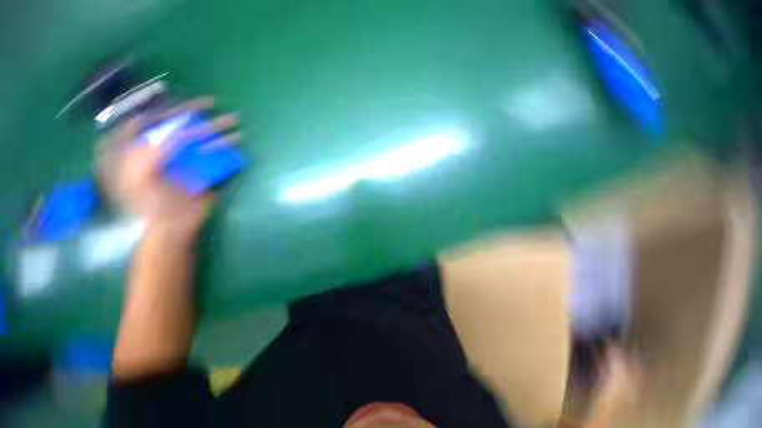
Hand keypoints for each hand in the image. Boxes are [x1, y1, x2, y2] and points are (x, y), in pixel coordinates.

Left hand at [97, 98, 239, 240]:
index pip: (149, 119)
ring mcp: (177, 159)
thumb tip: (177, 131)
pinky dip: (222, 148)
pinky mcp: (195, 170)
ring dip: (214, 131)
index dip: (167, 109)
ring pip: (196, 139)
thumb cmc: (148, 206)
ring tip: (232, 123)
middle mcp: (155, 149)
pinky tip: (234, 142)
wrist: (171, 229)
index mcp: (132, 148)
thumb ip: (151, 150)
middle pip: (175, 125)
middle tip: (213, 106)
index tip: (186, 103)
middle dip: (195, 115)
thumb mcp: (138, 176)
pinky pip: (210, 154)